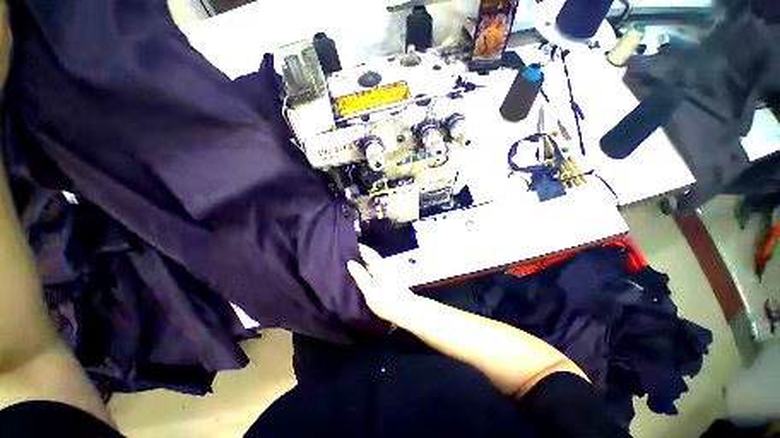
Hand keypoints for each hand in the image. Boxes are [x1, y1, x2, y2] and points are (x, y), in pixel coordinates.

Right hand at [347, 245, 417, 323]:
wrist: (408, 312)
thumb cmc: (389, 302)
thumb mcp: (371, 291)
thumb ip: (360, 276)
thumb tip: (350, 262)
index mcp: (380, 265)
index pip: (367, 251)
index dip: (356, 247)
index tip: (344, 245)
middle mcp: (383, 265)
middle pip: (368, 257)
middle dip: (356, 256)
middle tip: (340, 258)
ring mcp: (386, 272)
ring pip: (370, 265)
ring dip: (360, 265)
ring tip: (345, 267)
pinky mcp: (387, 280)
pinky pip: (373, 272)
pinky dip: (365, 272)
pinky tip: (358, 278)